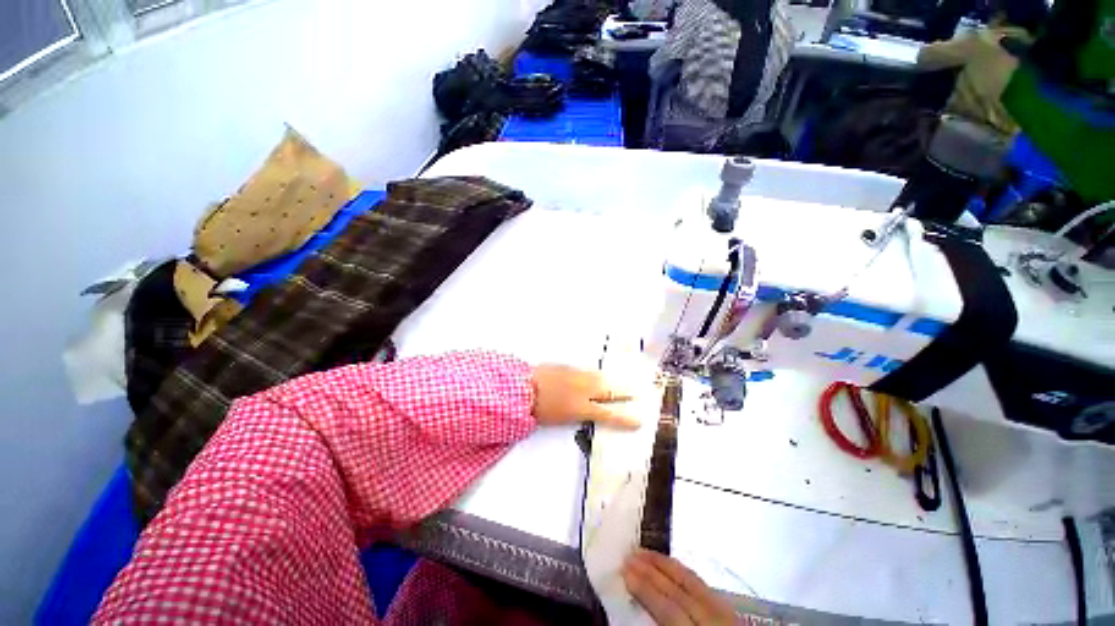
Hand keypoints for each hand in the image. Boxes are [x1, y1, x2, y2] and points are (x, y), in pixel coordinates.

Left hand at [531, 364, 640, 429]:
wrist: (524, 387)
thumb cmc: (539, 409)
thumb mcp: (560, 419)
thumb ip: (577, 413)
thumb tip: (587, 411)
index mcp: (581, 408)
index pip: (608, 414)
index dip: (624, 419)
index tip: (638, 421)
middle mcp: (583, 390)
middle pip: (608, 391)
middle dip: (624, 392)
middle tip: (636, 392)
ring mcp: (577, 376)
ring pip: (599, 378)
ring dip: (610, 381)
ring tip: (621, 382)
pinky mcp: (568, 367)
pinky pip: (586, 371)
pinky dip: (594, 375)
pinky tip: (596, 375)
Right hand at [622, 549, 737, 625]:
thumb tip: (639, 616)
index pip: (670, 611)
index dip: (646, 590)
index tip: (625, 572)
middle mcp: (716, 622)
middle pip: (680, 591)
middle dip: (652, 571)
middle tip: (630, 555)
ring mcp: (728, 615)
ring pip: (694, 582)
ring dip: (666, 566)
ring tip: (645, 553)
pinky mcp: (733, 613)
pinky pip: (705, 586)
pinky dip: (684, 573)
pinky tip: (672, 568)